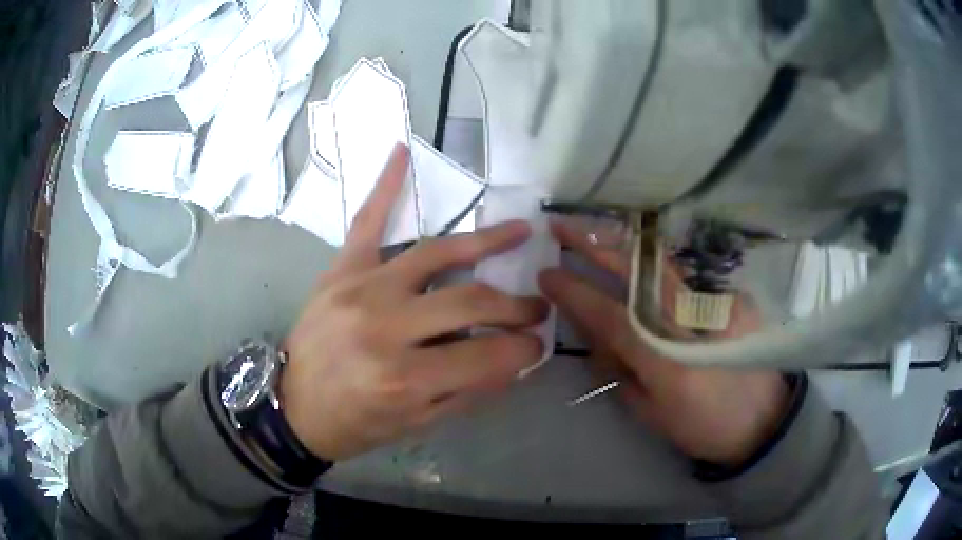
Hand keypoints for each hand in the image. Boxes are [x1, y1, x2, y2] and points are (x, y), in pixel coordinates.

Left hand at [281, 145, 547, 460]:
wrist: (293, 407)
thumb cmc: (357, 424)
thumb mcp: (417, 423)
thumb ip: (469, 390)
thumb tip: (514, 358)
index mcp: (405, 378)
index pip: (488, 354)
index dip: (523, 349)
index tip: (537, 344)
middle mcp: (385, 328)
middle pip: (470, 301)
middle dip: (515, 306)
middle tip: (535, 307)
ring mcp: (360, 290)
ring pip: (435, 254)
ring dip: (485, 243)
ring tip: (520, 232)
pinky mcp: (340, 272)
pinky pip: (366, 222)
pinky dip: (384, 186)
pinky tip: (403, 152)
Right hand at [539, 220, 788, 466]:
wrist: (762, 419)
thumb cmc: (701, 426)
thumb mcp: (651, 413)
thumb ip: (619, 369)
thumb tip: (592, 331)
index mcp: (668, 362)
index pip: (612, 316)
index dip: (576, 292)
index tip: (547, 273)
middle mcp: (693, 324)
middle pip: (638, 273)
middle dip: (595, 245)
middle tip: (562, 228)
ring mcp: (716, 305)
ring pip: (661, 263)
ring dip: (621, 246)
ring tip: (593, 236)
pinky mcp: (731, 298)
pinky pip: (683, 276)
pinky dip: (652, 265)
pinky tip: (637, 262)